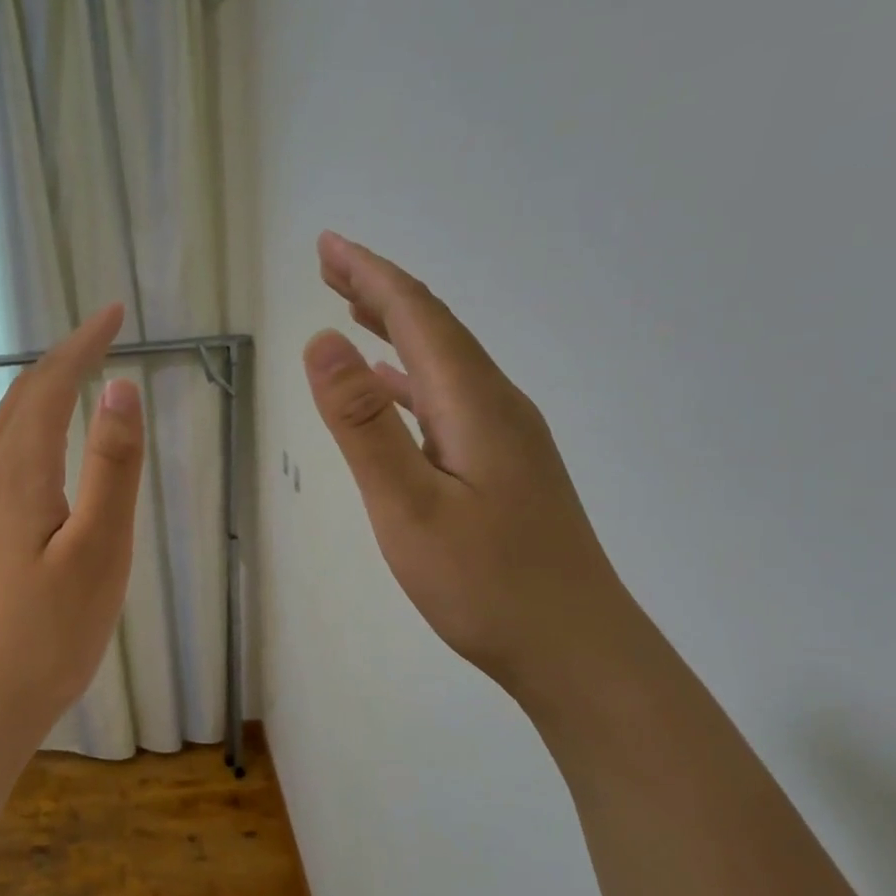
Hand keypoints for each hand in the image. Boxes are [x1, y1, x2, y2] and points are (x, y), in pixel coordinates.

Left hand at [0, 304, 144, 755]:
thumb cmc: (45, 637)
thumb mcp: (98, 551)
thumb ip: (110, 468)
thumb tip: (120, 388)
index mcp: (17, 474)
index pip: (50, 386)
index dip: (83, 345)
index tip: (114, 313)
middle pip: (20, 401)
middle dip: (62, 361)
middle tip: (101, 337)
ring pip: (5, 432)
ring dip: (42, 396)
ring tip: (77, 381)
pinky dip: (28, 434)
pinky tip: (42, 455)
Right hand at [303, 232, 643, 710]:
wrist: (574, 648)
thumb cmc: (485, 584)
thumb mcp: (408, 506)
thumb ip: (364, 425)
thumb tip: (322, 341)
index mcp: (475, 403)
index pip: (419, 316)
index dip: (371, 276)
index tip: (327, 246)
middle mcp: (497, 406)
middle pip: (436, 329)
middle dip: (381, 291)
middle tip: (330, 266)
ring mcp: (506, 438)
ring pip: (444, 364)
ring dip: (397, 332)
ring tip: (353, 313)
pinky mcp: (504, 468)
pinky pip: (449, 401)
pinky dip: (412, 381)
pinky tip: (394, 394)